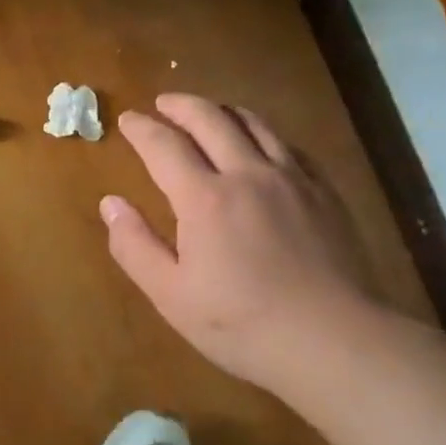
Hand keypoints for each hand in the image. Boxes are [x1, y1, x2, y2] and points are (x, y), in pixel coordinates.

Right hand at [102, 94, 382, 396]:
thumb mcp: (170, 295)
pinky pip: (289, 146)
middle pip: (211, 119)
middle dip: (181, 105)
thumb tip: (111, 204)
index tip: (128, 119)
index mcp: (204, 198)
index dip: (142, 129)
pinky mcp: (324, 193)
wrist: (334, 341)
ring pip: (255, 124)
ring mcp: (292, 180)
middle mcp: (247, 174)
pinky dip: (264, 134)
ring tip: (210, 113)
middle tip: (164, 103)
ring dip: (224, 111)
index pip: (164, 146)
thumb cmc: (241, 323)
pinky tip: (262, 146)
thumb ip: (135, 246)